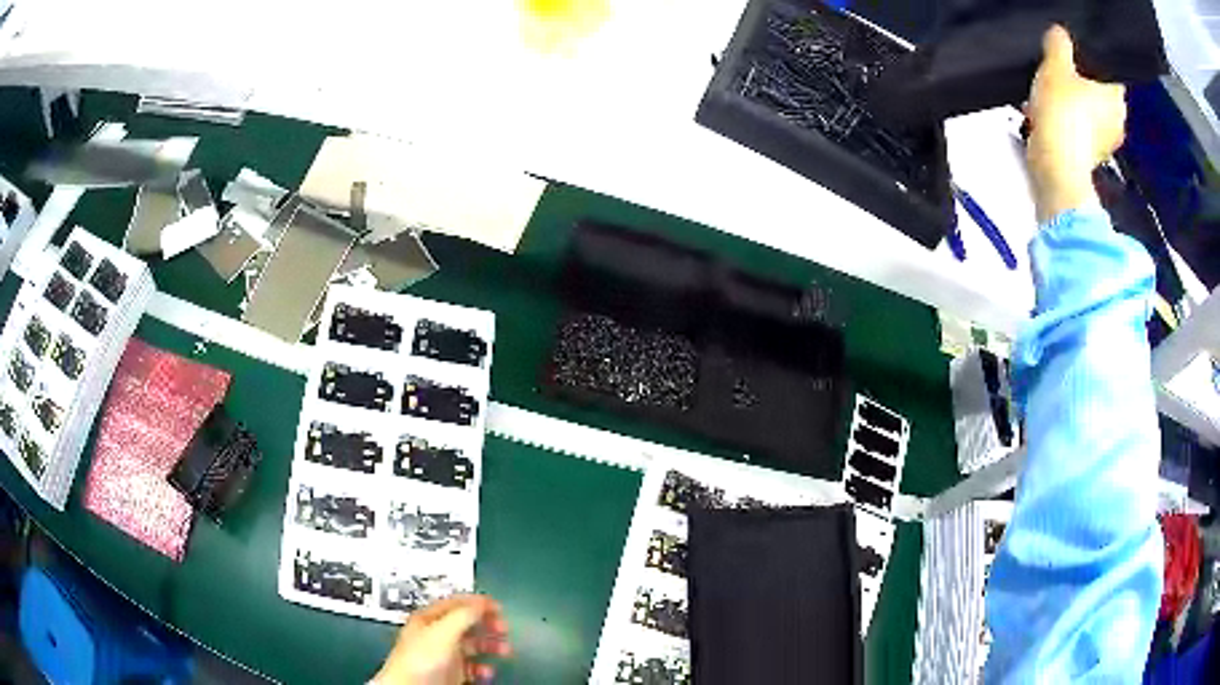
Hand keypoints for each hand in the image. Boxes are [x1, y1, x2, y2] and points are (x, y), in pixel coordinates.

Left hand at [374, 595, 511, 684]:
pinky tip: (488, 670)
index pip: (456, 603)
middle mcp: (435, 635)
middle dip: (487, 624)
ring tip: (504, 650)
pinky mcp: (450, 673)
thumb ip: (463, 615)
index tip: (497, 606)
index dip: (477, 602)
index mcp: (428, 619)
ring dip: (490, 646)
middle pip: (467, 624)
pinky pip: (472, 667)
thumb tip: (481, 604)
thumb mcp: (443, 631)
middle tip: (503, 627)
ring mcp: (443, 655)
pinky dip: (483, 668)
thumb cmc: (418, 660)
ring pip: (472, 645)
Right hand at [1026, 25, 1126, 222]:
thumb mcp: (1055, 64)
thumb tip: (1060, 33)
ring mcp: (1108, 144)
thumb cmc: (1063, 113)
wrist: (1057, 166)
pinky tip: (1050, 120)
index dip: (1093, 59)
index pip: (1109, 69)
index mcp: (1116, 96)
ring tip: (1049, 97)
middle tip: (1059, 73)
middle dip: (1081, 83)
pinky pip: (1082, 134)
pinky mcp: (1093, 160)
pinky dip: (1069, 126)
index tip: (1076, 53)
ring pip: (1090, 113)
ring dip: (1073, 106)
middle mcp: (1118, 120)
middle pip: (1099, 91)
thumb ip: (1058, 42)